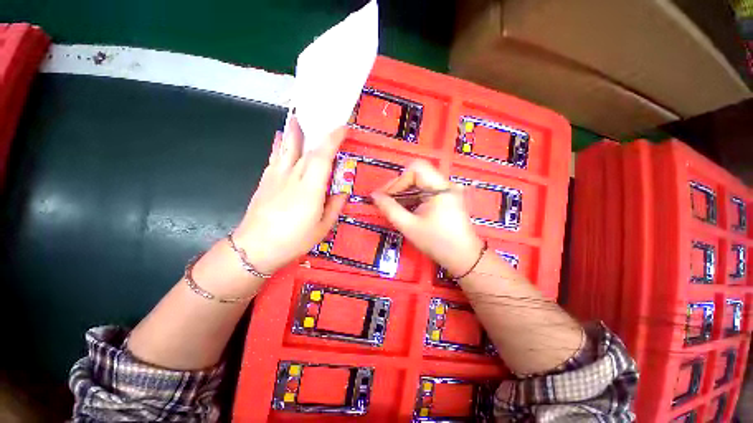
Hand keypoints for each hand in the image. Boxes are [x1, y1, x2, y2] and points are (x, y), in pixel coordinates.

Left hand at [232, 117, 346, 273]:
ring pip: (287, 147)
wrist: (255, 248)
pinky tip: (281, 136)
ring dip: (295, 130)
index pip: (322, 156)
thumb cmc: (294, 240)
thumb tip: (342, 191)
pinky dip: (280, 144)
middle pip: (307, 150)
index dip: (333, 140)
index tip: (343, 129)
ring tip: (300, 117)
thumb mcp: (323, 228)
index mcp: (310, 189)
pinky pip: (274, 156)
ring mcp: (277, 176)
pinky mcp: (265, 180)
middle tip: (329, 125)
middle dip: (320, 135)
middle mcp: (293, 177)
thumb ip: (335, 206)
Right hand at [371, 160, 483, 276]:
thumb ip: (390, 209)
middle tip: (385, 201)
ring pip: (421, 183)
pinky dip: (413, 197)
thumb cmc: (437, 242)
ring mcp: (448, 191)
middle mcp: (447, 184)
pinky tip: (405, 209)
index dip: (398, 180)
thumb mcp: (409, 226)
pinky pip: (426, 191)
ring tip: (393, 206)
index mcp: (441, 188)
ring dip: (405, 192)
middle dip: (399, 186)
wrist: (463, 258)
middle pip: (418, 174)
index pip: (416, 169)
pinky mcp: (447, 198)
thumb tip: (374, 195)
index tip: (387, 196)